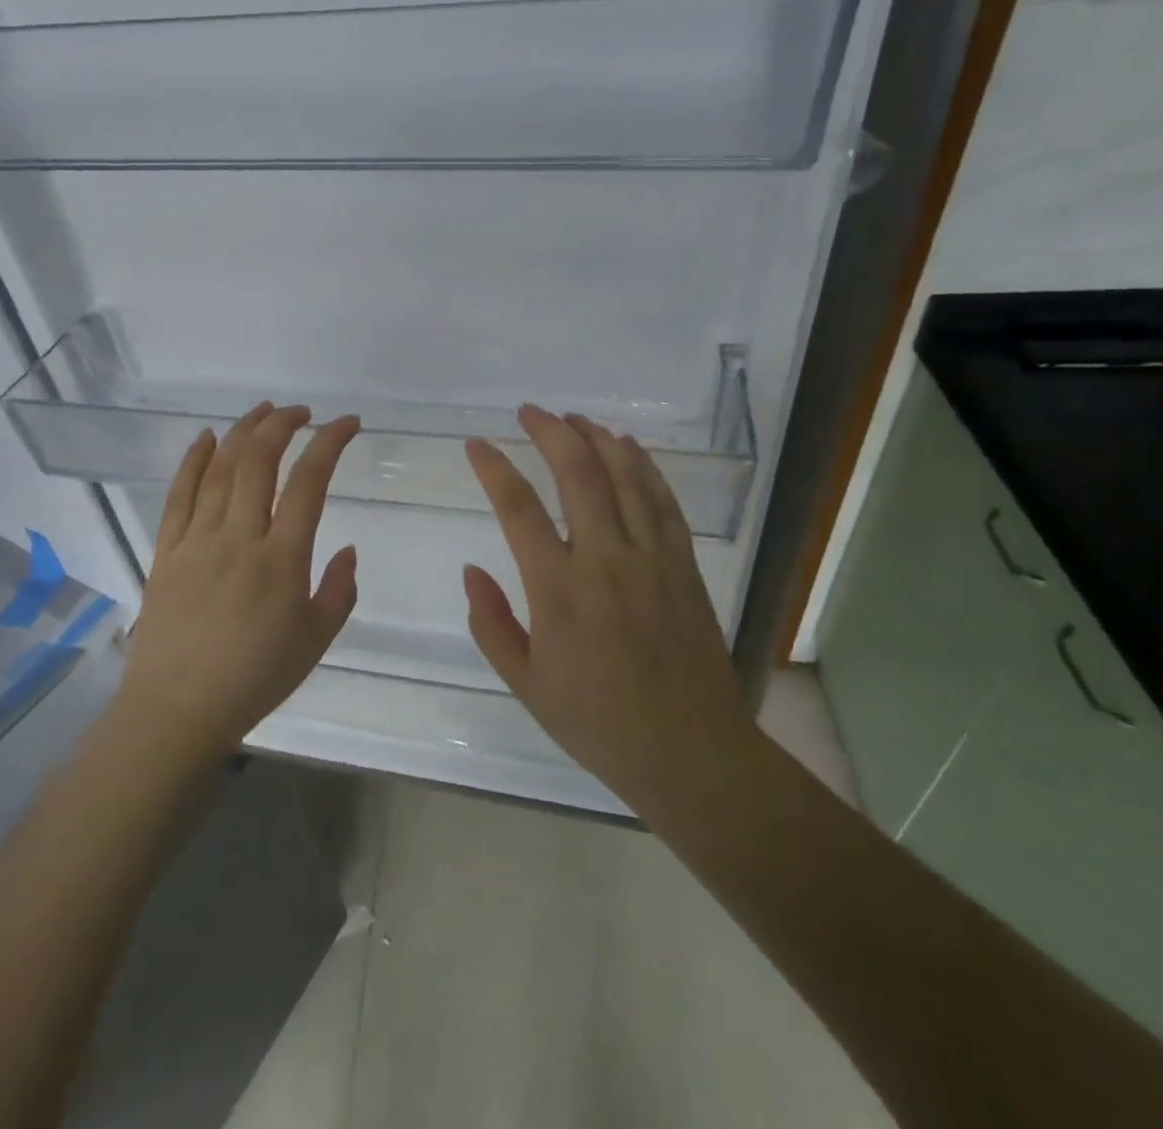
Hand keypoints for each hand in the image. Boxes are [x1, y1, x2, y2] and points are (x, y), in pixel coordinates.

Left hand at [116, 402, 362, 764]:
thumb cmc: (254, 679)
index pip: (310, 482)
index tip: (348, 423)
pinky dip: (193, 460)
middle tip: (302, 412)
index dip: (330, 442)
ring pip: (220, 469)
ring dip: (243, 431)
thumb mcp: (316, 642)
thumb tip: (349, 549)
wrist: (177, 711)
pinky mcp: (167, 551)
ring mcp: (197, 541)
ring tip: (263, 411)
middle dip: (283, 424)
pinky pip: (179, 495)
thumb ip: (338, 591)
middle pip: (259, 461)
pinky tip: (206, 437)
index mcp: (282, 560)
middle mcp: (239, 538)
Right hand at [462, 405, 752, 814]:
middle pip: (577, 474)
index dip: (494, 469)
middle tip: (529, 412)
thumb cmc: (598, 722)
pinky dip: (643, 465)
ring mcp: (651, 557)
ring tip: (574, 418)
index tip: (477, 445)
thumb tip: (472, 570)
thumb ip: (492, 623)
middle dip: (550, 432)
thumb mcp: (526, 684)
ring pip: (625, 476)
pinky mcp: (683, 563)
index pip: (518, 509)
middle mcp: (605, 560)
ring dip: (597, 438)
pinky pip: (662, 500)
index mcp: (558, 591)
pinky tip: (628, 448)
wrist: (689, 750)